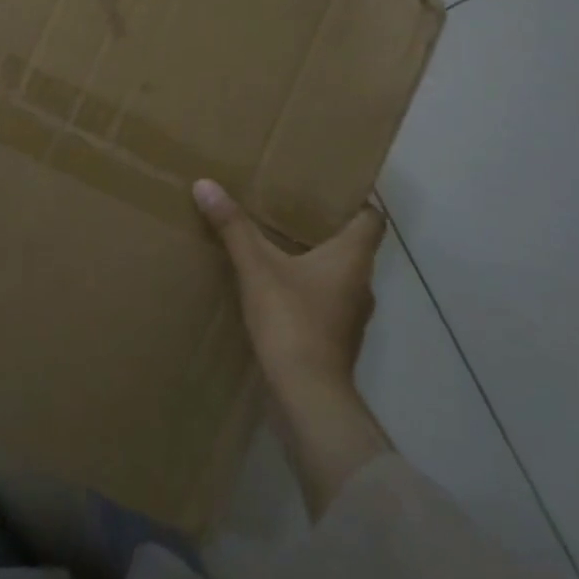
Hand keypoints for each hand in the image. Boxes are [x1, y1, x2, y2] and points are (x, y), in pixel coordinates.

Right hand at [192, 179, 385, 399]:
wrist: (307, 394)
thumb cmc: (292, 321)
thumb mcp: (257, 269)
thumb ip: (234, 227)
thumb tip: (205, 184)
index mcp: (353, 258)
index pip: (372, 220)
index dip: (356, 203)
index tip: (329, 192)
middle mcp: (361, 283)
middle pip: (353, 247)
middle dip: (325, 230)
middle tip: (291, 211)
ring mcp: (351, 316)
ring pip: (339, 277)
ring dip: (316, 263)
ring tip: (280, 247)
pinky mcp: (336, 340)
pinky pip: (326, 303)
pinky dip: (308, 292)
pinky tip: (278, 290)